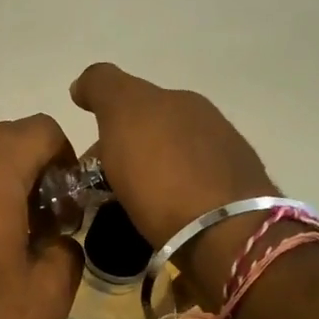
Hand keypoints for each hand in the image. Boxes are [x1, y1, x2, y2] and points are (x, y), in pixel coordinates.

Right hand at [71, 63, 275, 304]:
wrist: (224, 234)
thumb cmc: (164, 173)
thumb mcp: (124, 113)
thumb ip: (103, 87)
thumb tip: (83, 84)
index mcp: (182, 102)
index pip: (133, 102)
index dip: (105, 126)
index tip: (87, 162)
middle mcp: (209, 125)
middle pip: (154, 134)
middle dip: (127, 153)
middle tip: (101, 188)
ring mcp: (226, 165)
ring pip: (172, 165)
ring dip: (150, 179)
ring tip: (129, 209)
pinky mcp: (235, 205)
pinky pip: (189, 196)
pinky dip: (170, 203)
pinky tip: (161, 222)